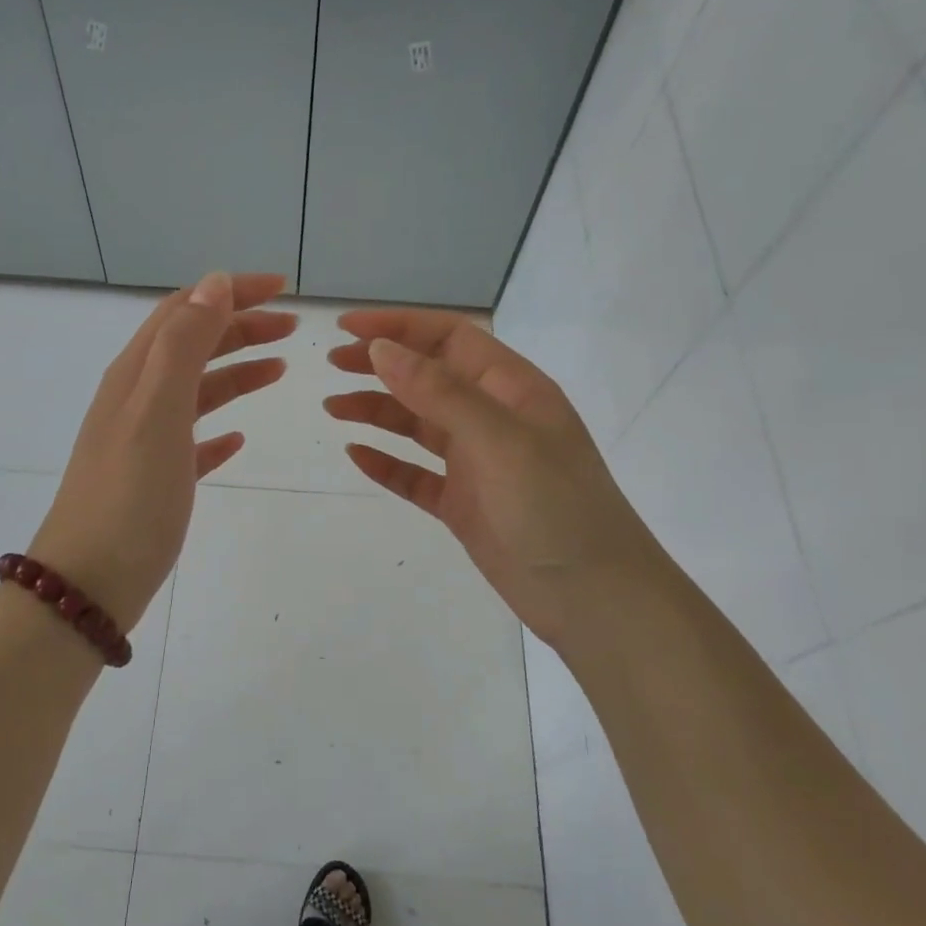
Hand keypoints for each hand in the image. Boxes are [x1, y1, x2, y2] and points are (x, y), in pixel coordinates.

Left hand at [31, 273, 294, 631]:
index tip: (283, 289)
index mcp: (135, 374)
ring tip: (279, 370)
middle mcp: (136, 398)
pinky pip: (192, 440)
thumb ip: (184, 345)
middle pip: (192, 345)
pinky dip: (219, 429)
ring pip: (196, 390)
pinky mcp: (154, 480)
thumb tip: (214, 282)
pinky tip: (239, 440)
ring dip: (236, 371)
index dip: (231, 292)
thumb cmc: (129, 497)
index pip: (185, 310)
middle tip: (292, 329)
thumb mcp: (157, 411)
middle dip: (241, 327)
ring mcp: (143, 441)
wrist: (88, 584)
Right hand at [325, 310, 657, 647]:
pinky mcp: (463, 504)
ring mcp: (477, 463)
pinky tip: (356, 455)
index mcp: (511, 389)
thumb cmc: (554, 507)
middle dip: (381, 365)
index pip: (450, 338)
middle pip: (428, 376)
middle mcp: (493, 418)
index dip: (399, 326)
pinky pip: (416, 475)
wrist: (592, 598)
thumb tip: (381, 349)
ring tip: (333, 407)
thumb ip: (439, 392)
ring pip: (417, 424)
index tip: (347, 326)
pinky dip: (386, 463)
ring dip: (376, 411)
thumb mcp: (499, 439)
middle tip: (332, 364)